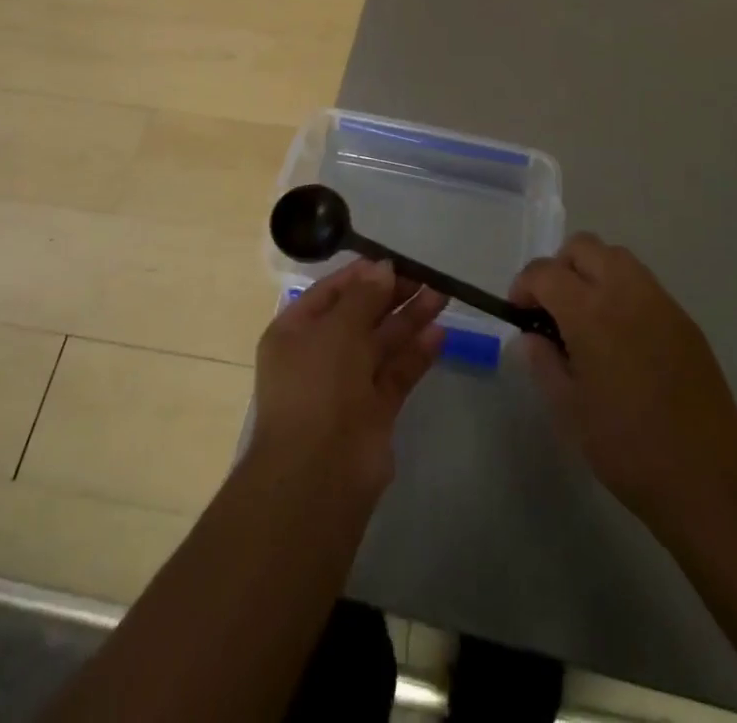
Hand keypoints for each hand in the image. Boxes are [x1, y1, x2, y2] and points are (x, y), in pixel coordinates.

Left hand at [251, 260, 447, 502]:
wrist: (320, 473)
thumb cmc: (318, 386)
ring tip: (441, 295)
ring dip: (409, 319)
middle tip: (426, 276)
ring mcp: (347, 385)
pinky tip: (439, 333)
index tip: (394, 262)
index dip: (361, 276)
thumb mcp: (337, 329)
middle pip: (359, 316)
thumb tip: (383, 268)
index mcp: (295, 333)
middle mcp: (319, 355)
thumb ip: (364, 296)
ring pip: (381, 343)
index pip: (330, 293)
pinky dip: (416, 354)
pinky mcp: (374, 411)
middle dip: (391, 295)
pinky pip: (396, 373)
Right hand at [511, 234, 736, 538]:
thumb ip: (543, 362)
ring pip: (616, 257)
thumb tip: (531, 337)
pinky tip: (621, 337)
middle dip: (558, 267)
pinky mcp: (685, 320)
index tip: (518, 313)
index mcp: (591, 313)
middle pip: (583, 247)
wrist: (709, 481)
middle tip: (552, 309)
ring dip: (592, 272)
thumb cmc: (627, 449)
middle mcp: (626, 293)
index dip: (524, 286)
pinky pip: (644, 284)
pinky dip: (621, 292)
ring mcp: (661, 303)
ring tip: (586, 318)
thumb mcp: (568, 410)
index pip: (545, 272)